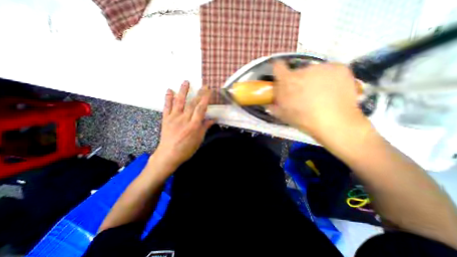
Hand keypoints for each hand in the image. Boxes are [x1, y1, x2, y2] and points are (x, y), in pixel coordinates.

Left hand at [154, 81, 215, 169]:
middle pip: (192, 104)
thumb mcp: (198, 140)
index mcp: (194, 125)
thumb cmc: (186, 149)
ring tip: (185, 82)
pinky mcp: (166, 119)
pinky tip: (169, 90)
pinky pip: (167, 107)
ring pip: (179, 102)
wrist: (168, 155)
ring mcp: (174, 118)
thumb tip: (212, 119)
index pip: (201, 109)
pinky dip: (168, 98)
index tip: (209, 91)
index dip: (205, 99)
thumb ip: (204, 128)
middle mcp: (184, 119)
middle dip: (199, 93)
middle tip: (204, 85)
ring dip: (183, 91)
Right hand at [270, 61, 366, 138]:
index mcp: (288, 81)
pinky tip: (331, 90)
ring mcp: (323, 67)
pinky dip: (328, 78)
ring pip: (313, 71)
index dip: (278, 71)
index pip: (278, 66)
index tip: (281, 77)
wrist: (335, 123)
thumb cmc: (304, 120)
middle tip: (302, 93)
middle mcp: (303, 70)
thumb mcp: (283, 115)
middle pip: (297, 71)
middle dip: (297, 80)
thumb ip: (273, 105)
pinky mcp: (339, 68)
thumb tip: (268, 102)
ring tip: (319, 93)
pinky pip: (329, 71)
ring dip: (313, 79)